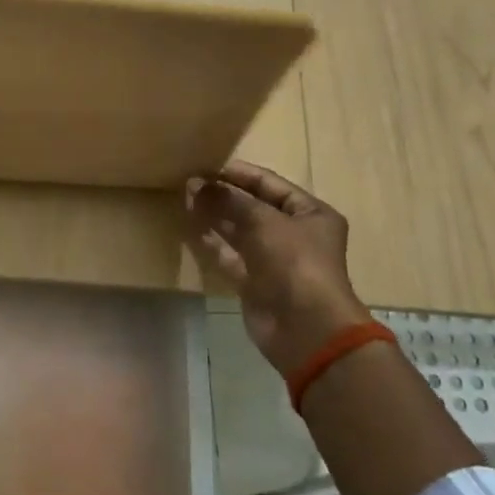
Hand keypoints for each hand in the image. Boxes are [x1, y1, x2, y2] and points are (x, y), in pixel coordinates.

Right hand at [185, 160, 370, 376]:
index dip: (239, 174)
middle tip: (188, 183)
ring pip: (238, 231)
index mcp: (310, 214)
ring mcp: (273, 260)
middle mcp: (294, 234)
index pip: (270, 185)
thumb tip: (196, 183)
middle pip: (253, 207)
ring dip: (214, 216)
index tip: (206, 166)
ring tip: (184, 199)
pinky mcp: (254, 282)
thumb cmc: (295, 263)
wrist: (305, 328)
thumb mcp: (264, 222)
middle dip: (222, 195)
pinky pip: (229, 256)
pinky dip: (211, 243)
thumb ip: (229, 200)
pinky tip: (189, 228)